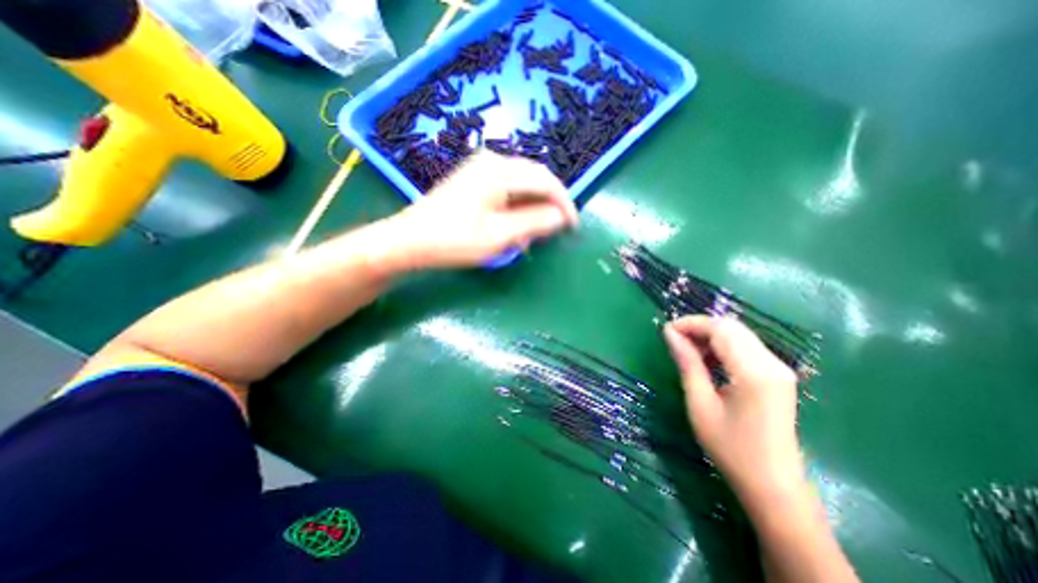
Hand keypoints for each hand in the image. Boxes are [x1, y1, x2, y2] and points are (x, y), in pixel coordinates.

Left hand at [382, 151, 576, 267]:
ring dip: (533, 208)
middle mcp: (493, 161)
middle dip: (549, 205)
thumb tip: (561, 216)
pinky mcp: (474, 178)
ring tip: (532, 236)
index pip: (546, 181)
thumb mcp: (500, 235)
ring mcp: (481, 168)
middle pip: (535, 179)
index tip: (573, 226)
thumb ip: (535, 222)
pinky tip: (514, 227)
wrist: (411, 240)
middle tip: (555, 231)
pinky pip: (507, 189)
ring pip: (522, 185)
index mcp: (500, 171)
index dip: (564, 204)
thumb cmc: (455, 239)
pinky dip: (517, 207)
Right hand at [665, 318, 801, 506]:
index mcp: (754, 373)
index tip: (666, 330)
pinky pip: (747, 347)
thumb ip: (688, 363)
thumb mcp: (700, 404)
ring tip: (687, 349)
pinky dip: (723, 346)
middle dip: (699, 327)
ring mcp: (779, 369)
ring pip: (739, 334)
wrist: (773, 486)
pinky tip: (707, 359)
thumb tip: (670, 334)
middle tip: (674, 339)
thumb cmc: (731, 448)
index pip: (721, 330)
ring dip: (710, 335)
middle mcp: (772, 364)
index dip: (691, 324)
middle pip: (732, 327)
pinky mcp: (778, 375)